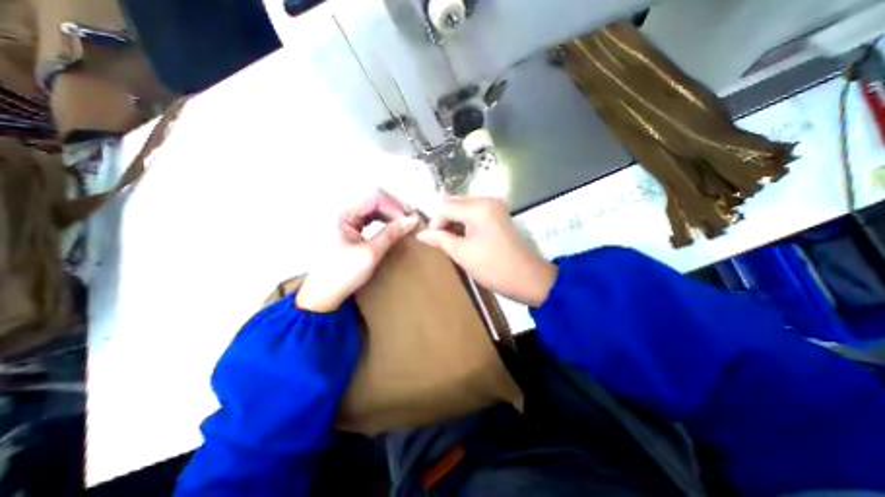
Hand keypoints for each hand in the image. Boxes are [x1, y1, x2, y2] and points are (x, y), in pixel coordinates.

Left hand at [297, 190, 418, 310]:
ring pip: (373, 208)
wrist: (324, 294)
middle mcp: (342, 211)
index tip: (409, 220)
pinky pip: (370, 218)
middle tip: (410, 221)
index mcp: (342, 214)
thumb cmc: (343, 274)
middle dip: (394, 209)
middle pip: (374, 200)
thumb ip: (391, 233)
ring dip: (390, 214)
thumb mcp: (370, 253)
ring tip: (404, 224)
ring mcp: (345, 219)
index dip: (394, 207)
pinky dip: (383, 221)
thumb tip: (412, 220)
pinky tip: (393, 227)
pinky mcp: (349, 227)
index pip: (374, 198)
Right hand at [415, 197, 551, 304]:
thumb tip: (422, 234)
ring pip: (465, 208)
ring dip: (454, 221)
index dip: (435, 220)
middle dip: (444, 219)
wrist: (528, 278)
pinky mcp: (500, 215)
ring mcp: (496, 207)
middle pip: (456, 203)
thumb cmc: (493, 267)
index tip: (431, 237)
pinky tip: (461, 235)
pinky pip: (476, 213)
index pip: (446, 206)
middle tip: (437, 237)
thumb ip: (440, 239)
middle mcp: (488, 201)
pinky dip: (466, 222)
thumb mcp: (462, 253)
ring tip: (448, 238)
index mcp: (478, 208)